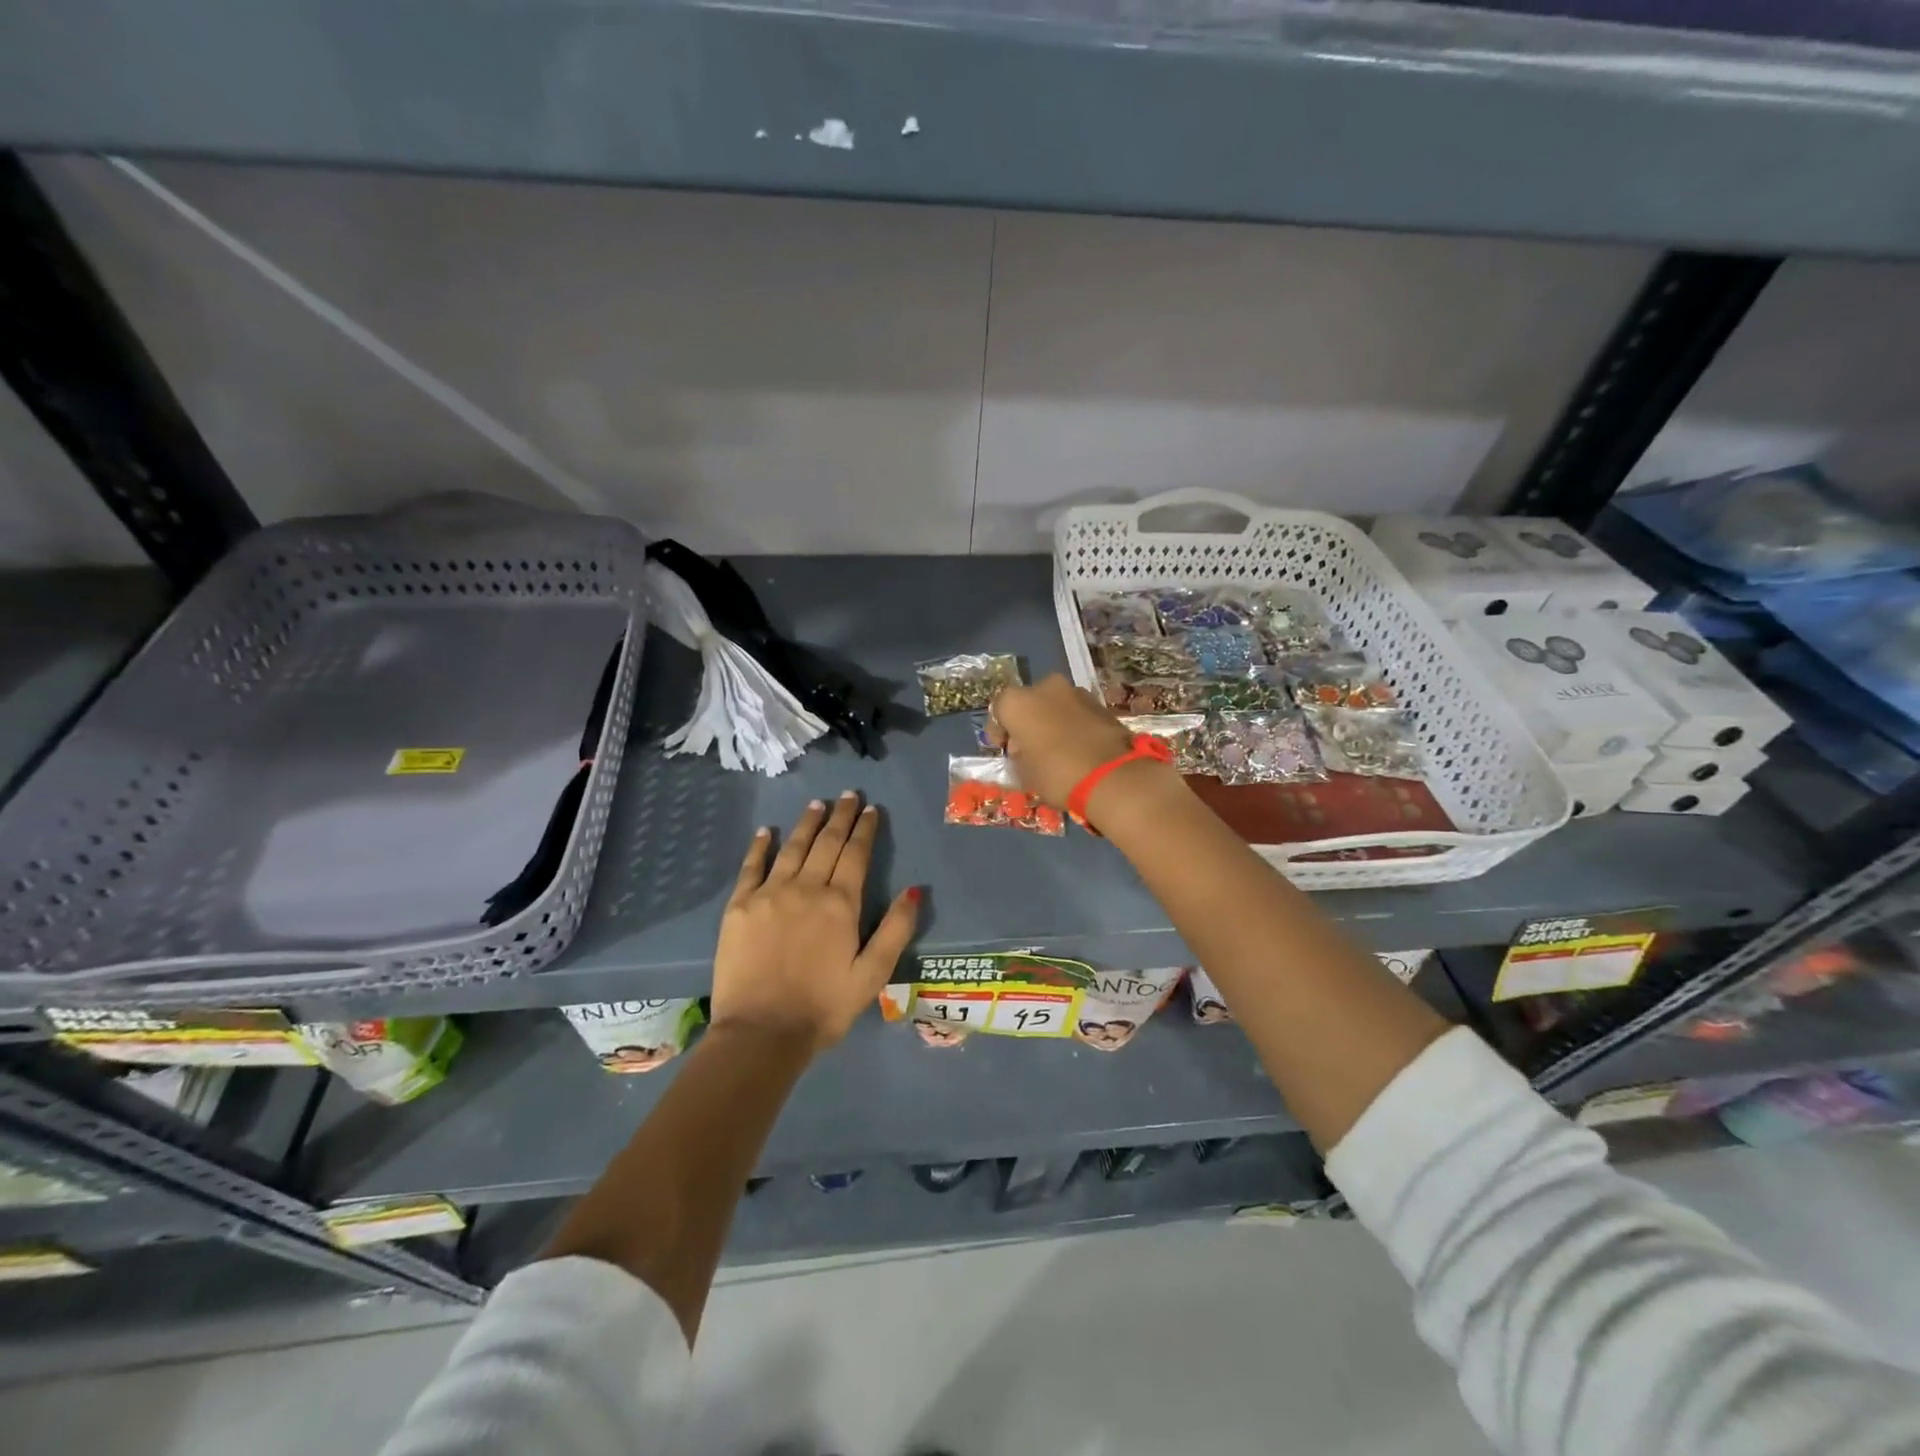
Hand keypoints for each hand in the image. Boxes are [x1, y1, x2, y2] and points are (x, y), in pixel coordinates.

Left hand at [711, 793, 919, 1053]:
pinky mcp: (740, 907)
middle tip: (848, 795)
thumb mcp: (873, 975)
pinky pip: (751, 867)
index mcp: (840, 904)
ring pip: (792, 847)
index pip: (856, 854)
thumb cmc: (823, 1007)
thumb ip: (896, 929)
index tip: (871, 809)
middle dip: (840, 816)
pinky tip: (766, 832)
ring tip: (817, 804)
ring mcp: (769, 894)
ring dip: (806, 823)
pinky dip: (760, 847)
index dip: (865, 829)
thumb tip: (915, 889)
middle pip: (826, 842)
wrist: (761, 1033)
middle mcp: (806, 888)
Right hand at [989, 674, 1165, 820]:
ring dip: (1050, 721)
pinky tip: (1076, 747)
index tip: (1003, 750)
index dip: (999, 731)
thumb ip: (1019, 755)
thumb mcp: (1025, 773)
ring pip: (1054, 705)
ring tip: (1055, 749)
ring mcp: (1076, 692)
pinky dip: (1072, 725)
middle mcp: (1045, 687)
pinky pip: (1076, 712)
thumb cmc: (1057, 774)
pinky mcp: (1100, 703)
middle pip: (1028, 703)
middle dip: (1026, 722)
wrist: (1114, 777)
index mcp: (1018, 701)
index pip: (998, 710)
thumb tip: (1024, 749)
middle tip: (1028, 748)